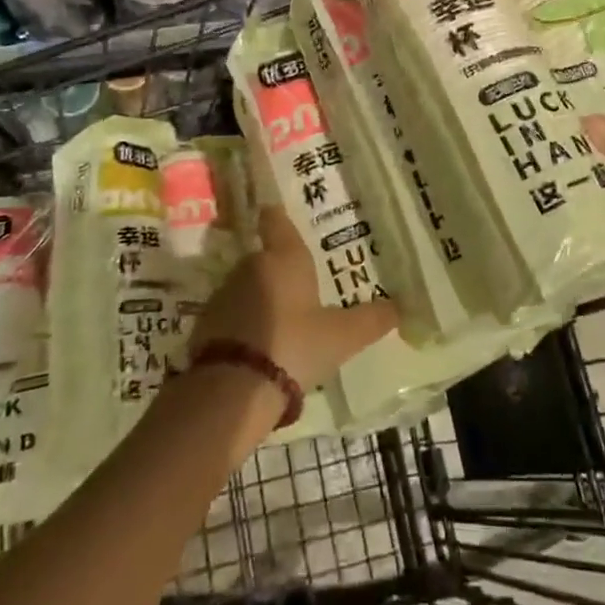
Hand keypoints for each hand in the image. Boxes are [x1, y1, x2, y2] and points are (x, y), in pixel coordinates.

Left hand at [190, 207, 399, 396]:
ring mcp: (224, 295)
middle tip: (299, 288)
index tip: (278, 213)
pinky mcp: (205, 325)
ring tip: (281, 324)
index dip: (277, 217)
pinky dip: (243, 325)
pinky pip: (231, 316)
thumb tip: (399, 307)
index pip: (276, 222)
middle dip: (279, 271)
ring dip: (261, 299)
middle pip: (265, 258)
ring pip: (247, 287)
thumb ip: (370, 320)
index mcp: (285, 258)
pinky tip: (259, 348)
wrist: (232, 390)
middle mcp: (251, 266)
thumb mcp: (341, 337)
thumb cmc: (294, 346)